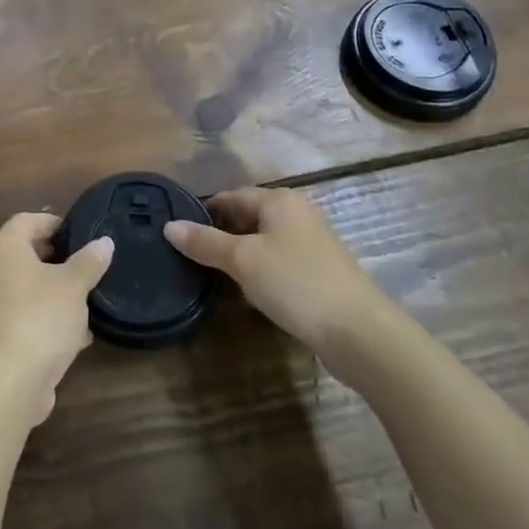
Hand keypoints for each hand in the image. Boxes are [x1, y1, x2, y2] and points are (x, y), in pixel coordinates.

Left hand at [0, 213, 113, 425]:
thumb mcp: (73, 286)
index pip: (27, 220)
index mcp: (3, 247)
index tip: (81, 233)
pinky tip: (76, 336)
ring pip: (26, 289)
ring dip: (54, 293)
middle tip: (87, 265)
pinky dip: (45, 320)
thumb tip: (104, 242)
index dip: (54, 223)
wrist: (6, 383)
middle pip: (25, 254)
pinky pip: (23, 317)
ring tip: (87, 301)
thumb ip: (89, 261)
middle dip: (57, 260)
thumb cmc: (40, 318)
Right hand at [165, 188, 392, 353]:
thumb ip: (205, 242)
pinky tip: (245, 293)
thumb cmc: (296, 283)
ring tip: (210, 276)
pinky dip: (259, 273)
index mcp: (280, 201)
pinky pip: (278, 263)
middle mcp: (297, 214)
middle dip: (220, 235)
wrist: (360, 333)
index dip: (204, 212)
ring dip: (239, 257)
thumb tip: (169, 227)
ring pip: (263, 243)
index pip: (231, 196)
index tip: (178, 232)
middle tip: (189, 257)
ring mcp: (312, 244)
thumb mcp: (243, 261)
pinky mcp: (319, 273)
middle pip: (247, 218)